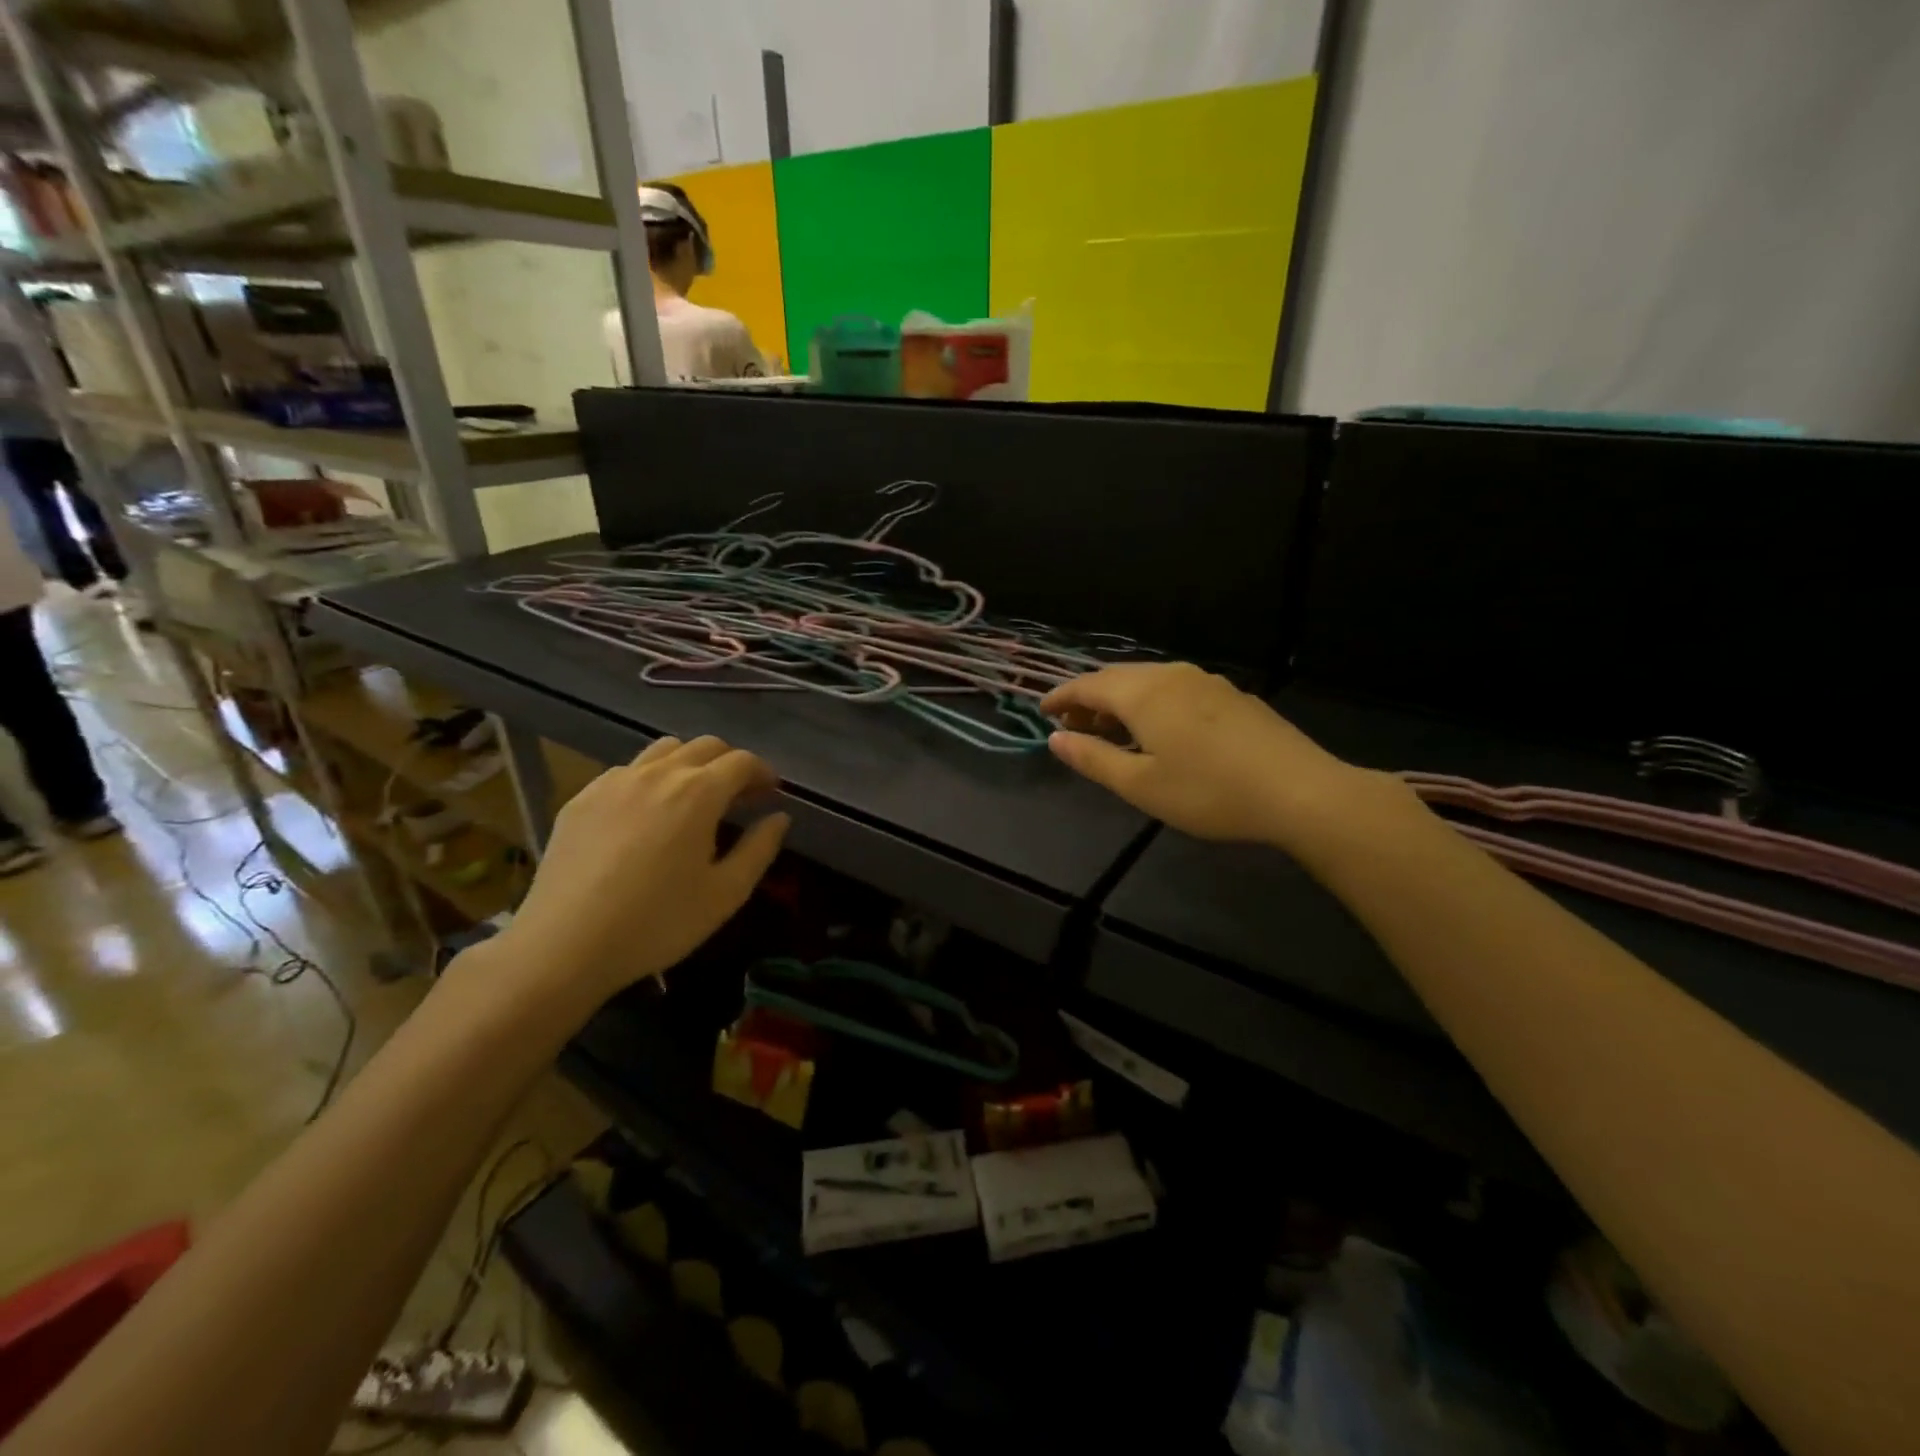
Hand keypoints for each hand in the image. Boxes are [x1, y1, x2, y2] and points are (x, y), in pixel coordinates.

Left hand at [496, 735, 788, 1009]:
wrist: (564, 945)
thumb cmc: (658, 922)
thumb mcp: (725, 894)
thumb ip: (760, 849)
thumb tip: (779, 817)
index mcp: (699, 793)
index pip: (742, 761)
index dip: (763, 772)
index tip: (771, 793)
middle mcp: (658, 773)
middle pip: (705, 745)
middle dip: (730, 763)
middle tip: (739, 796)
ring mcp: (615, 781)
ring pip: (664, 749)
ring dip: (690, 763)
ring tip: (693, 797)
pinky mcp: (582, 798)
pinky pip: (627, 771)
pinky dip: (650, 778)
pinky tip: (646, 814)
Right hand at [1043, 662, 1367, 847]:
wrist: (1298, 790)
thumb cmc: (1208, 792)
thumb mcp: (1140, 785)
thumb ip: (1093, 759)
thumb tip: (1055, 738)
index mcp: (1143, 694)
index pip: (1088, 686)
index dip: (1061, 697)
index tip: (1042, 711)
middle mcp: (1171, 675)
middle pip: (1117, 678)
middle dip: (1089, 699)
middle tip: (1072, 726)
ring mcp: (1205, 681)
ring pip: (1148, 681)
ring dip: (1120, 701)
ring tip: (1110, 730)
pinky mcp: (1230, 694)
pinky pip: (1174, 688)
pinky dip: (1150, 702)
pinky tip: (1158, 729)